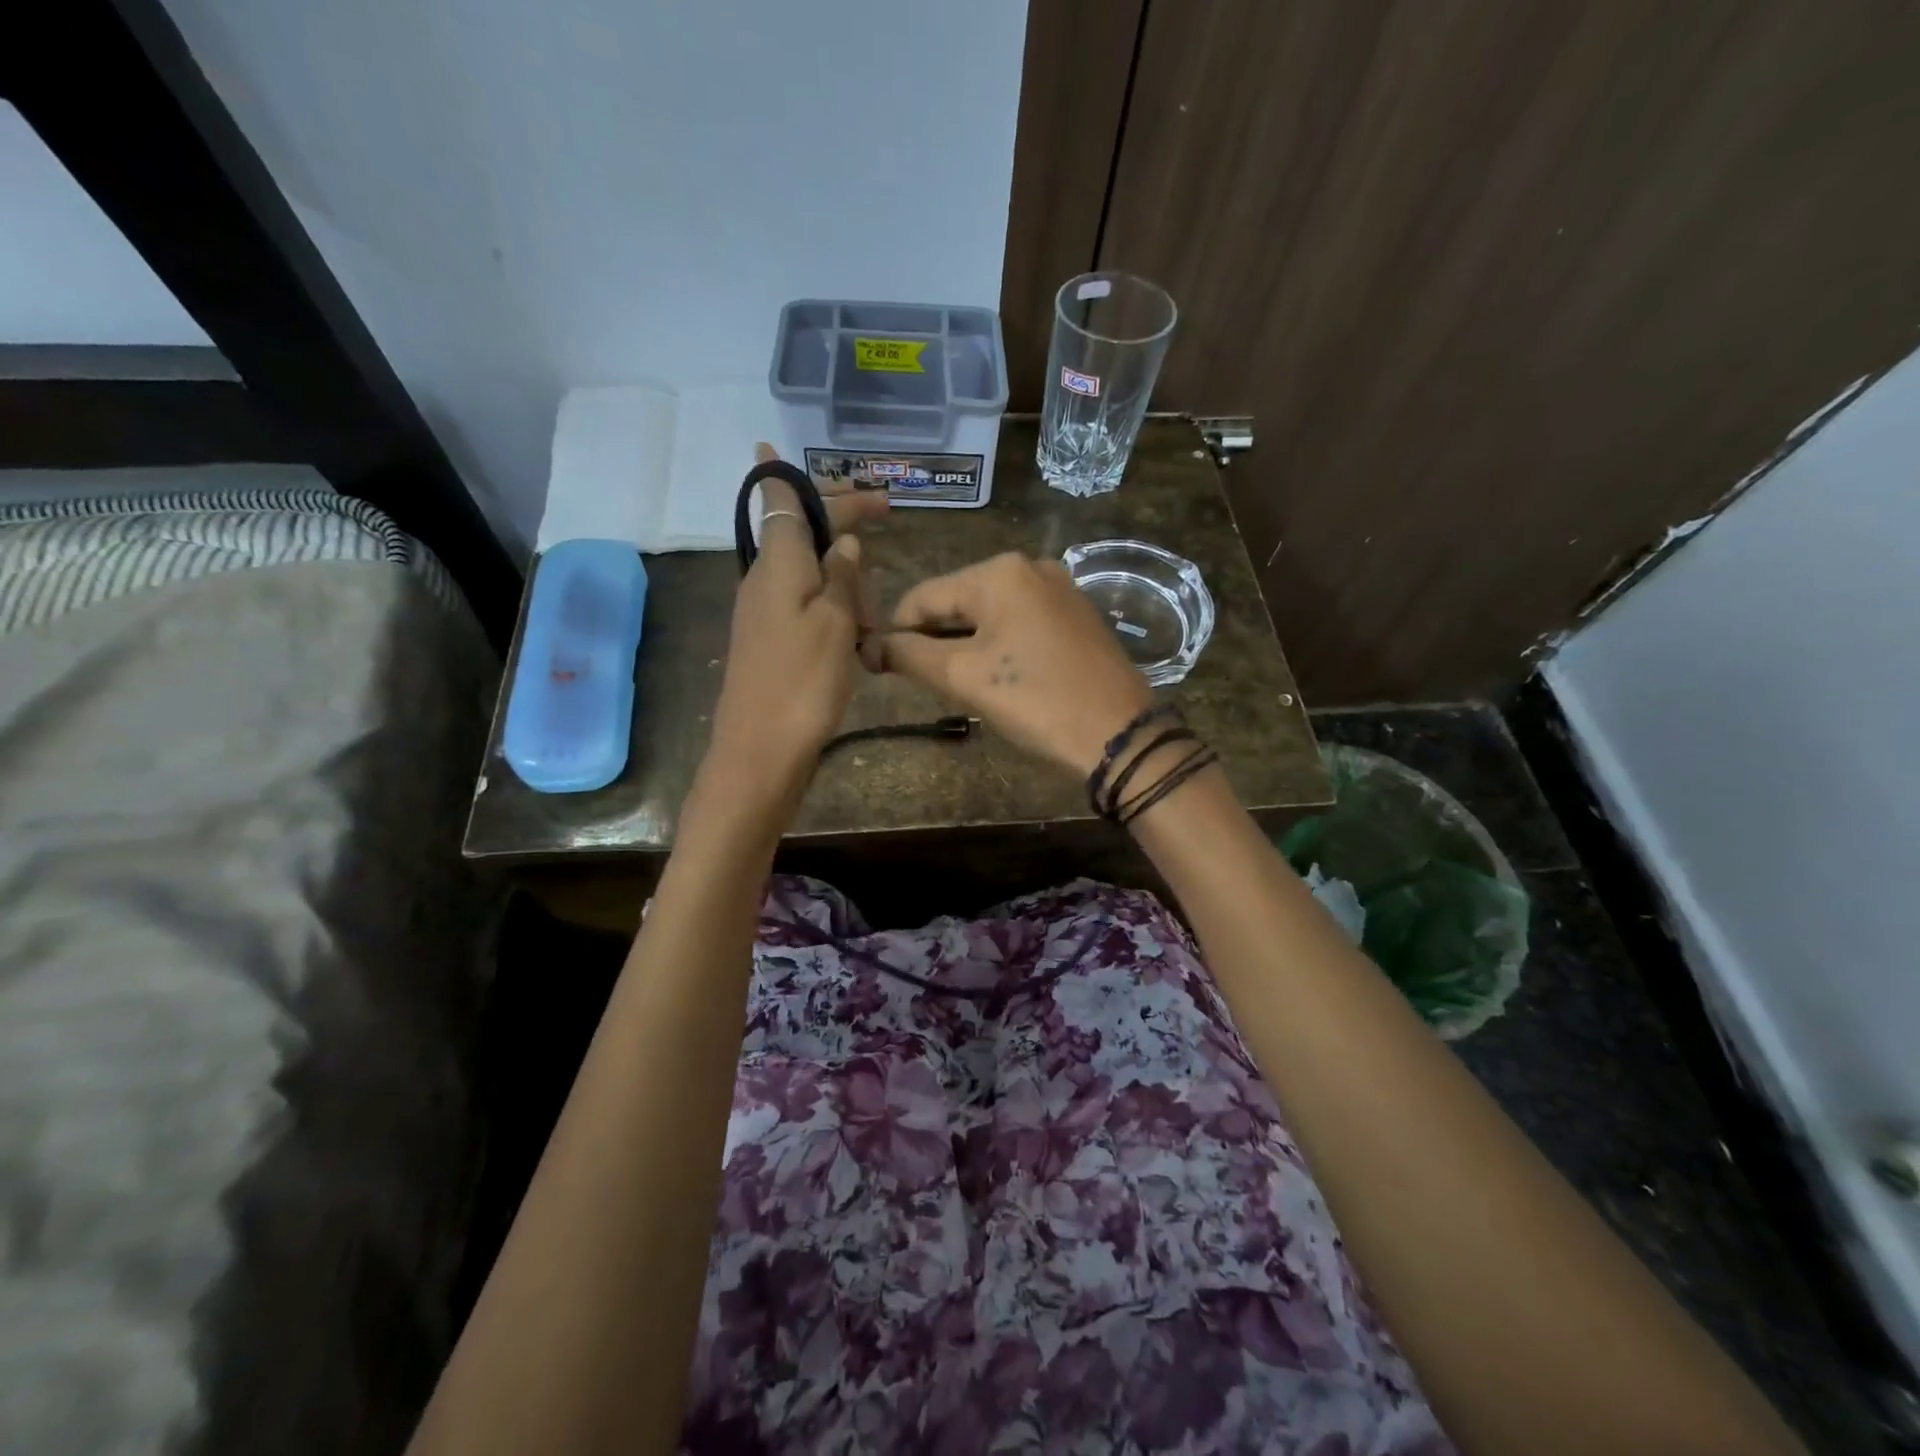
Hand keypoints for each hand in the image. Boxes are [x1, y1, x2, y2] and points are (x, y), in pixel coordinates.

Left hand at [705, 445, 886, 806]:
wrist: (760, 751)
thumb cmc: (802, 682)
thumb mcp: (836, 624)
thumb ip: (844, 577)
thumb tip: (846, 543)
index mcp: (779, 564)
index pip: (780, 502)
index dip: (784, 474)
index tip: (771, 445)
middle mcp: (765, 580)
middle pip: (801, 533)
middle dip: (842, 524)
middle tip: (883, 516)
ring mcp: (764, 613)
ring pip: (809, 572)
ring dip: (845, 578)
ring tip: (875, 614)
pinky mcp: (770, 642)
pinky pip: (806, 605)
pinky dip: (835, 607)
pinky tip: (857, 632)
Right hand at [883, 552, 1153, 776]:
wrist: (1119, 734)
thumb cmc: (1036, 700)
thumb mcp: (964, 678)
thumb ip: (910, 655)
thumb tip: (870, 646)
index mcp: (998, 572)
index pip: (923, 596)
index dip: (897, 633)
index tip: (884, 669)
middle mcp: (1030, 567)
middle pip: (957, 600)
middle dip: (936, 639)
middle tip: (927, 684)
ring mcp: (1059, 588)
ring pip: (989, 613)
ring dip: (966, 644)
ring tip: (962, 684)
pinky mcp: (1076, 614)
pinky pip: (1020, 622)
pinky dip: (999, 644)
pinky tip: (1001, 677)